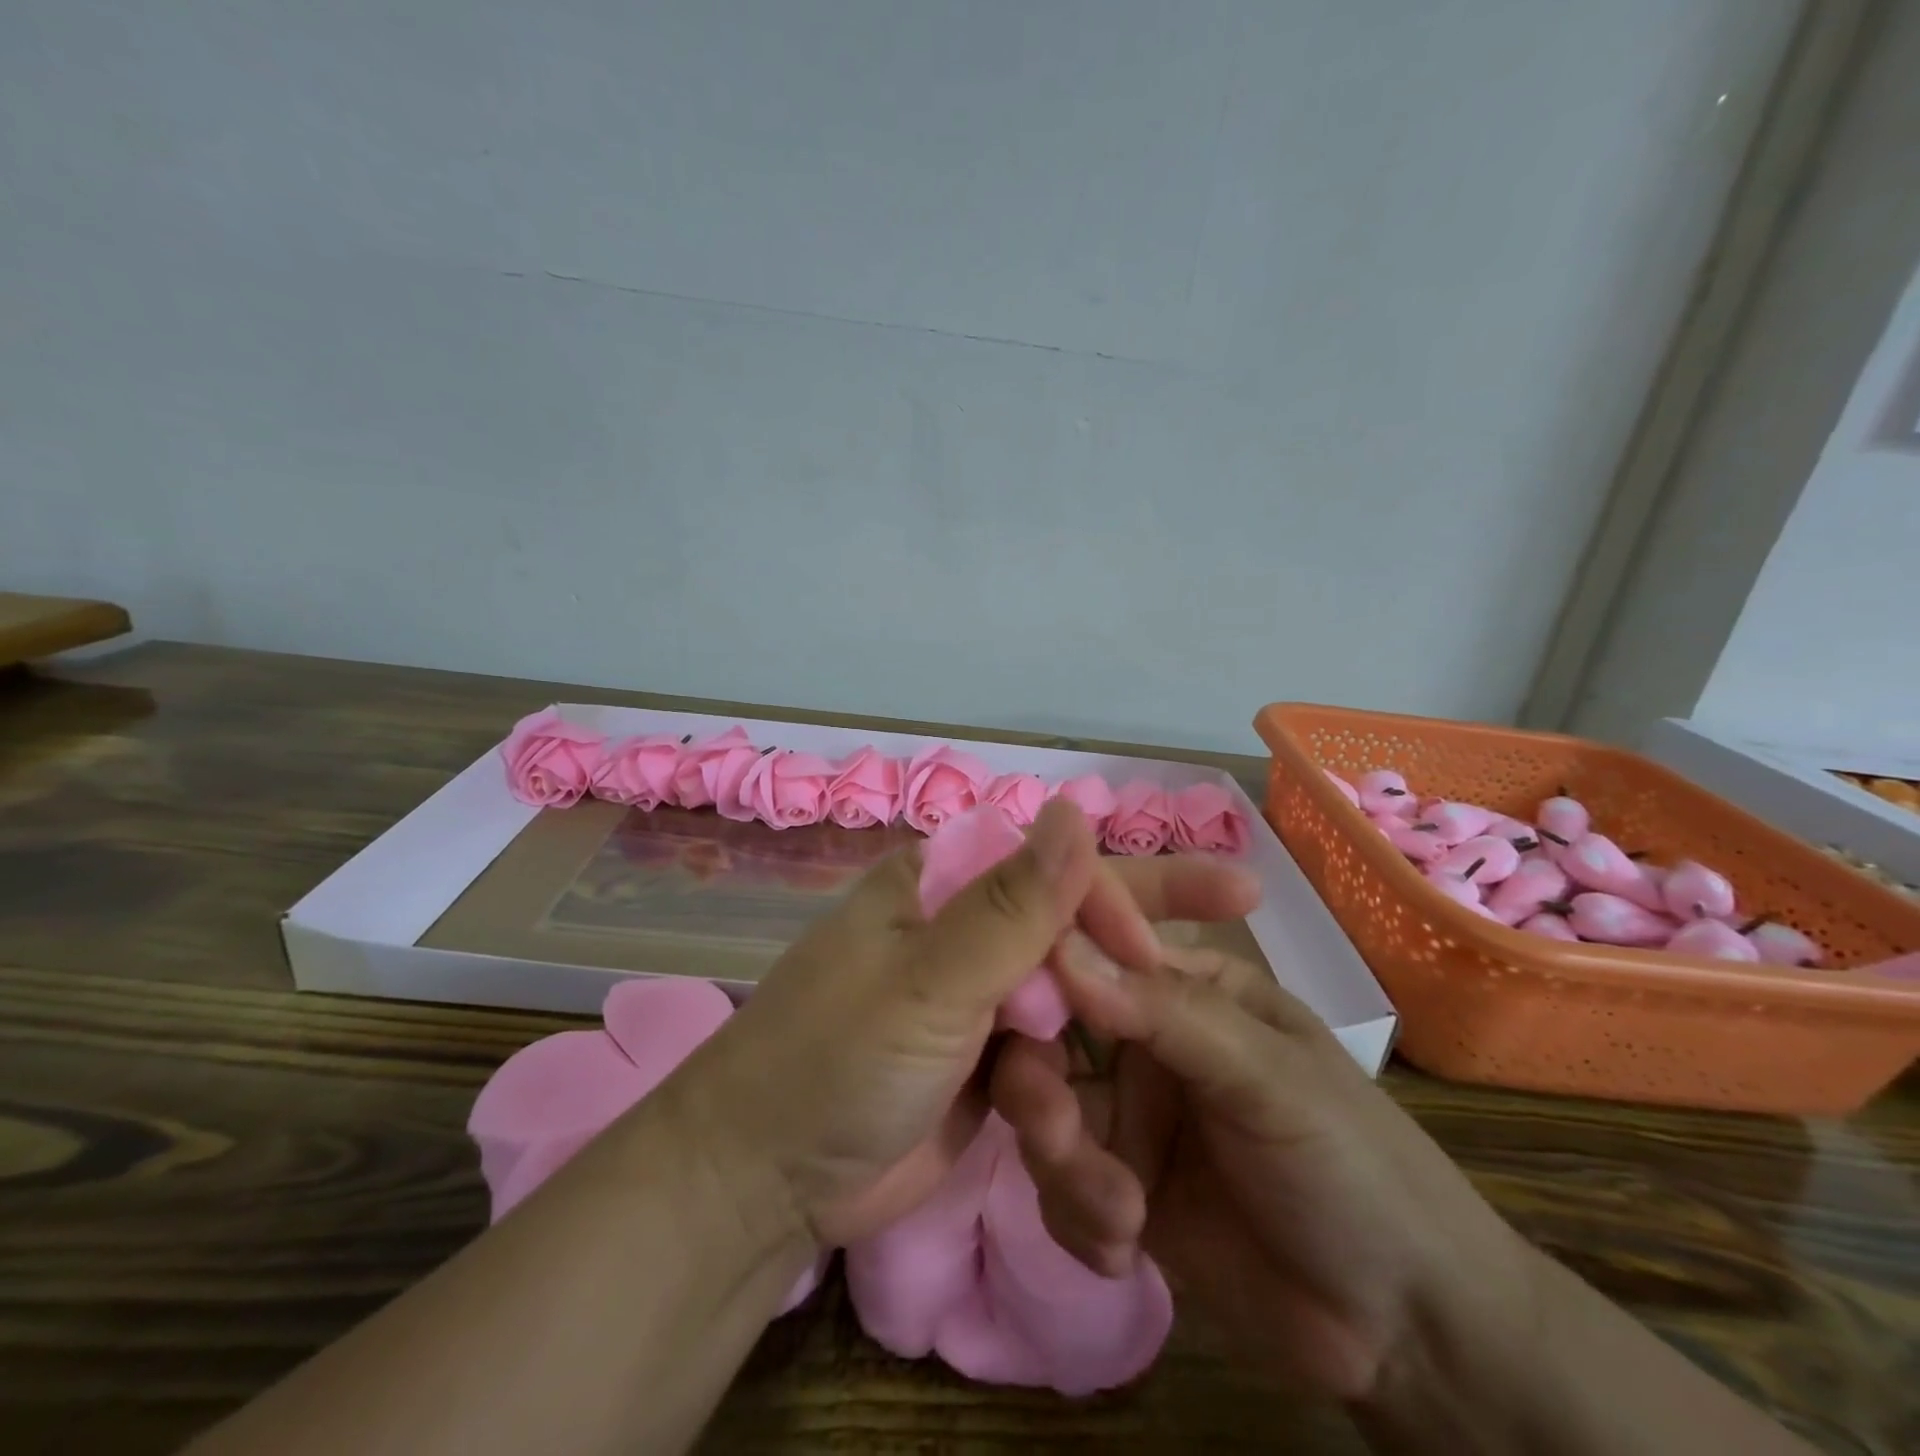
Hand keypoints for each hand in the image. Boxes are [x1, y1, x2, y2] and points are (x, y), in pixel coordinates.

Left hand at [668, 800, 1261, 1248]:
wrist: (765, 1184)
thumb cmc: (836, 1061)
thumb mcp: (930, 982)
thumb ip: (1012, 906)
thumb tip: (1076, 808)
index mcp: (941, 886)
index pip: (1050, 865)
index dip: (1117, 891)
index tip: (1176, 938)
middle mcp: (961, 930)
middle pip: (1071, 915)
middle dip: (1145, 917)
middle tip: (1240, 894)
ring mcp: (974, 997)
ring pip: (1069, 987)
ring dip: (1115, 1011)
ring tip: (1186, 1017)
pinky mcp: (983, 1060)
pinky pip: (1052, 1050)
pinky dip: (1085, 1068)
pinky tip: (1128, 1079)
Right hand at [990, 936, 1537, 1403]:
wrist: (1410, 1332)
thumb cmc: (1354, 1166)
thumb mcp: (1267, 1078)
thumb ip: (1165, 1013)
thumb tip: (1061, 946)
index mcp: (1182, 990)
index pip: (1091, 955)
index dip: (1042, 976)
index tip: (1008, 1015)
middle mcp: (1143, 1045)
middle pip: (1051, 1043)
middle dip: (1041, 1092)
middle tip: (1055, 1135)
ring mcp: (1129, 1122)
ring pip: (1045, 1120)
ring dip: (1066, 1169)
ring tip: (1121, 1219)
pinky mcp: (1120, 1194)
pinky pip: (1061, 1190)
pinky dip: (1081, 1220)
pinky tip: (1129, 1253)